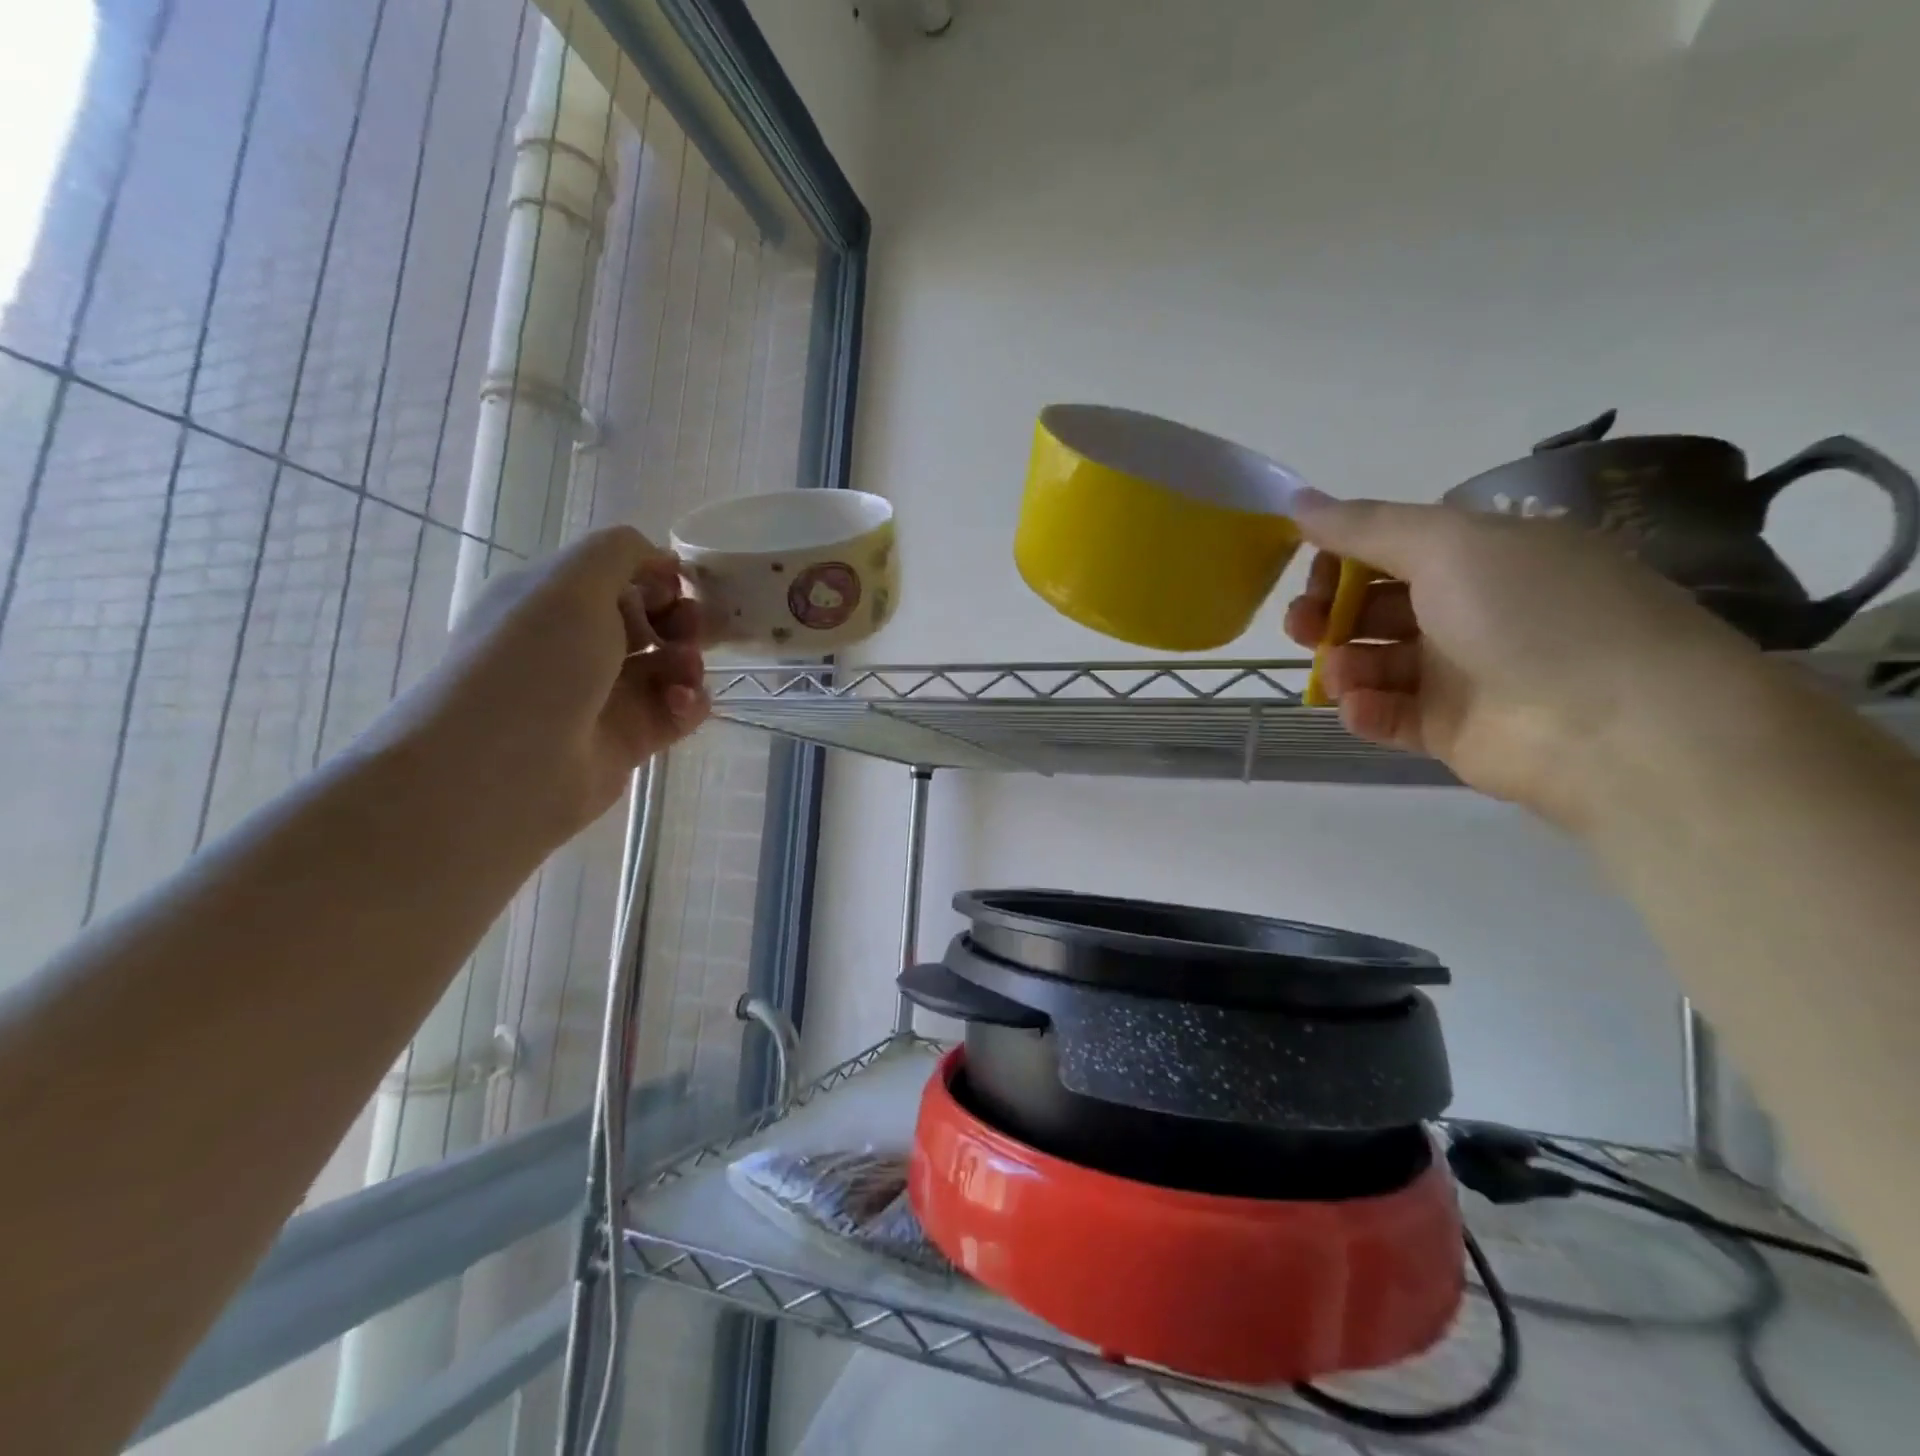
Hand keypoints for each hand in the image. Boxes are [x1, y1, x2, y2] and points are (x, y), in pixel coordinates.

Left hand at [372, 526, 710, 845]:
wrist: (506, 766)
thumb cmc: (535, 660)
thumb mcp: (572, 580)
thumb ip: (622, 552)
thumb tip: (662, 560)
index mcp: (552, 600)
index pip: (619, 577)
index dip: (657, 576)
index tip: (679, 586)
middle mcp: (576, 645)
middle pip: (649, 621)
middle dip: (682, 619)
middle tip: (693, 630)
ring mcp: (603, 695)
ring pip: (667, 667)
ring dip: (688, 662)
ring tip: (684, 673)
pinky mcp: (627, 740)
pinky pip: (673, 712)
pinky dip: (688, 703)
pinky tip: (681, 704)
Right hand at [1283, 492, 1761, 827]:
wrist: (1614, 726)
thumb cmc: (1531, 612)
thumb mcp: (1447, 544)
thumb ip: (1364, 526)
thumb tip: (1296, 501)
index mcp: (1481, 556)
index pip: (1391, 550)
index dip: (1342, 558)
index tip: (1309, 572)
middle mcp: (1469, 610)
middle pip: (1375, 607)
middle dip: (1329, 614)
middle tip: (1305, 626)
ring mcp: (1460, 673)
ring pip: (1375, 662)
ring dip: (1345, 663)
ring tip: (1342, 675)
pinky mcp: (1450, 729)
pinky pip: (1390, 714)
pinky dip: (1366, 710)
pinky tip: (1360, 707)